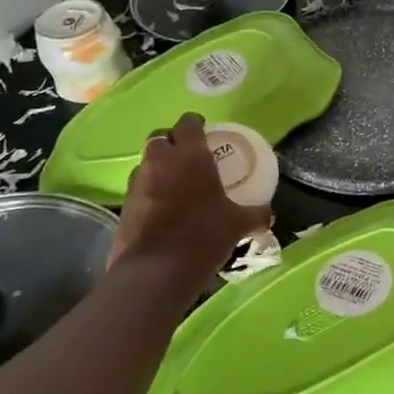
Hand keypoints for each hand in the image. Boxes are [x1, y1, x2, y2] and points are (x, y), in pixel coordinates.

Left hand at [110, 113, 271, 284]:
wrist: (157, 270)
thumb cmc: (203, 235)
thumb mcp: (238, 224)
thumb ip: (256, 214)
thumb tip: (269, 215)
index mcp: (190, 155)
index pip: (188, 123)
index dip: (196, 123)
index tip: (204, 130)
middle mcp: (160, 161)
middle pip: (161, 137)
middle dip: (173, 141)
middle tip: (188, 156)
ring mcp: (138, 182)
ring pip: (146, 162)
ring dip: (158, 166)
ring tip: (174, 183)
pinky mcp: (124, 205)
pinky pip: (138, 188)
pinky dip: (149, 191)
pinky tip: (162, 209)